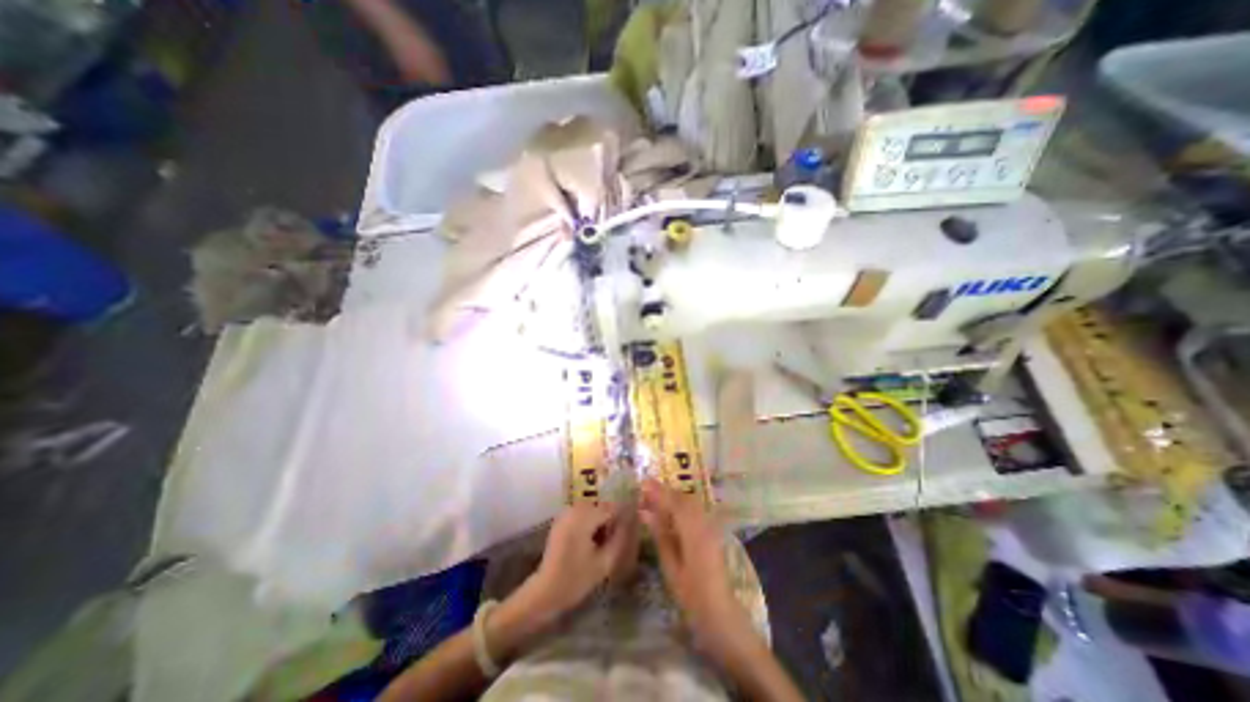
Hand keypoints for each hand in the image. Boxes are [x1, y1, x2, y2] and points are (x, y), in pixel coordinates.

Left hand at [530, 502, 642, 616]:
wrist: (545, 592)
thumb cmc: (576, 579)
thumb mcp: (604, 562)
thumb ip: (620, 539)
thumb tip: (631, 522)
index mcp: (584, 516)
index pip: (612, 508)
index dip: (623, 519)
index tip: (629, 533)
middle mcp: (574, 508)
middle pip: (602, 507)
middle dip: (610, 521)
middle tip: (613, 543)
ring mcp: (566, 512)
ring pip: (593, 510)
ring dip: (600, 522)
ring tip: (602, 545)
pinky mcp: (561, 519)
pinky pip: (582, 515)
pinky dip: (589, 524)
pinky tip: (590, 543)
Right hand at [645, 484, 750, 653]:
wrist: (720, 612)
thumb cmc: (691, 594)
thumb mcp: (670, 566)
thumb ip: (660, 534)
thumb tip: (644, 512)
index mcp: (693, 531)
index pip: (674, 502)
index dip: (658, 491)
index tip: (642, 482)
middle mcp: (704, 522)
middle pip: (684, 498)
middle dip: (665, 491)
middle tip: (645, 490)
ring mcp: (711, 526)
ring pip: (690, 502)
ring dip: (673, 497)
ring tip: (654, 499)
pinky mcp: (713, 531)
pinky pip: (695, 510)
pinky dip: (681, 506)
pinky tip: (670, 512)